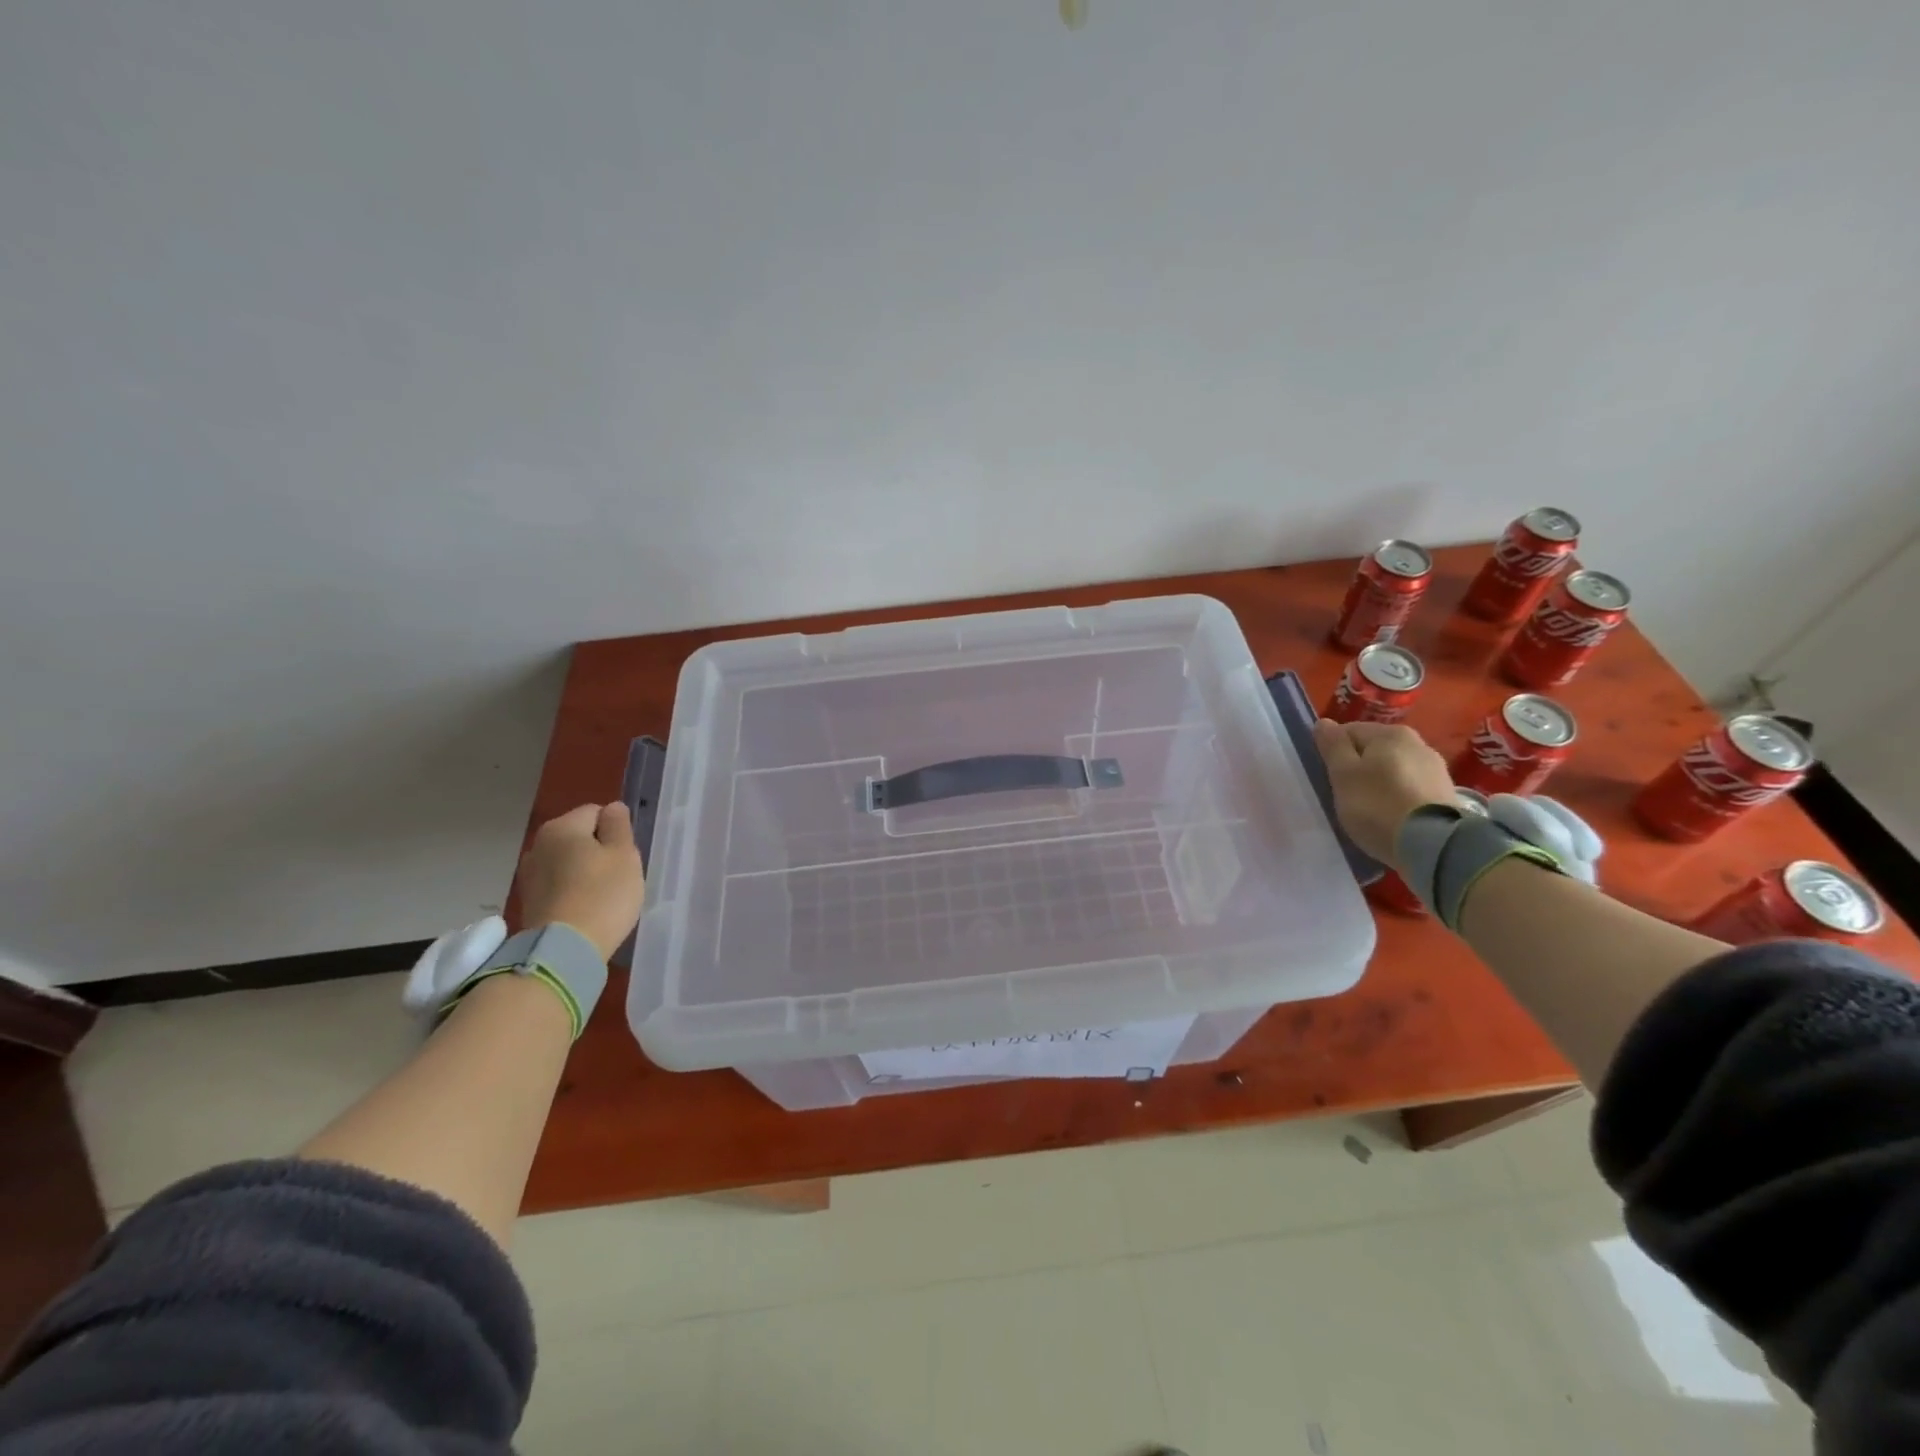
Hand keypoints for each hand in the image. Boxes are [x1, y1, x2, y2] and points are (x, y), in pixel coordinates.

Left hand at [515, 803, 644, 962]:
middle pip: (579, 837)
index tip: (625, 856)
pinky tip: (585, 909)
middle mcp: (538, 844)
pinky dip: (572, 891)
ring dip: (584, 871)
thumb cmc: (603, 895)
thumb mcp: (624, 855)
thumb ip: (619, 826)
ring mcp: (529, 874)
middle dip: (599, 851)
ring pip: (568, 862)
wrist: (564, 949)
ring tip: (601, 896)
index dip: (615, 831)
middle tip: (618, 876)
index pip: (596, 812)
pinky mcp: (528, 901)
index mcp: (562, 827)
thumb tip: (612, 808)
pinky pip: (558, 885)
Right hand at [1312, 720, 1457, 866]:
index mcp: (1390, 733)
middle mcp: (1417, 743)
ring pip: (1393, 769)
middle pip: (1373, 750)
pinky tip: (1391, 816)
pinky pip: (1410, 788)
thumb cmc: (1377, 805)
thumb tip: (1324, 722)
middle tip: (1345, 795)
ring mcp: (1436, 769)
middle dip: (1358, 767)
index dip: (1334, 752)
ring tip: (1369, 809)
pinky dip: (1397, 797)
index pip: (1349, 731)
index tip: (1329, 777)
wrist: (1433, 846)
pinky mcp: (1446, 794)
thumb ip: (1333, 746)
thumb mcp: (1343, 775)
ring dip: (1378, 782)